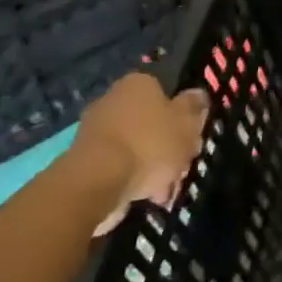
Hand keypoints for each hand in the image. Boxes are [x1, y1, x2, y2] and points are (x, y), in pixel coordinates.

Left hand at [74, 73, 210, 234]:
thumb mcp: (187, 123)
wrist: (97, 183)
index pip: (166, 92)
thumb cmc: (150, 144)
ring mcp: (95, 132)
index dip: (183, 115)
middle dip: (168, 145)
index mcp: (138, 84)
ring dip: (153, 166)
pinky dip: (133, 180)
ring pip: (137, 147)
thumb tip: (197, 95)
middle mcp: (112, 101)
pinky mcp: (84, 161)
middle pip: (151, 122)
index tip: (192, 136)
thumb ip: (195, 107)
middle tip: (183, 166)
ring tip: (166, 190)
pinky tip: (147, 197)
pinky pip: (119, 166)